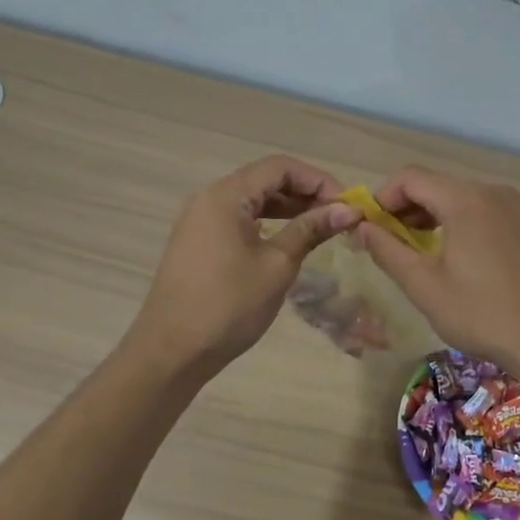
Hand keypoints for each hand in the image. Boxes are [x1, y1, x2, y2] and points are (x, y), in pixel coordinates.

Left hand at [126, 155, 360, 376]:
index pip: (280, 167)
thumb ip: (310, 230)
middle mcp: (210, 198)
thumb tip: (348, 210)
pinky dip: (268, 224)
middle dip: (305, 193)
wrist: (172, 351)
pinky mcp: (198, 242)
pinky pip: (239, 220)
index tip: (347, 204)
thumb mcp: (277, 265)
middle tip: (340, 217)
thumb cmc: (229, 305)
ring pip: (252, 200)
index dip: (318, 180)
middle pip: (265, 180)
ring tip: (322, 228)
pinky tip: (289, 240)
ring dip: (288, 208)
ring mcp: (200, 220)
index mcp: (227, 195)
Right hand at [350, 166, 519, 375]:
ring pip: (458, 198)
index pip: (410, 178)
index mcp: (466, 200)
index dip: (382, 198)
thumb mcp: (425, 286)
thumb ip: (388, 251)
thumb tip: (362, 227)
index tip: (369, 228)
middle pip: (435, 185)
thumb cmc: (483, 314)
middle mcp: (492, 192)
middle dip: (404, 209)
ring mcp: (514, 208)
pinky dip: (456, 223)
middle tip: (387, 244)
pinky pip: (481, 211)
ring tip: (414, 253)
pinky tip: (452, 257)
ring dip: (429, 217)